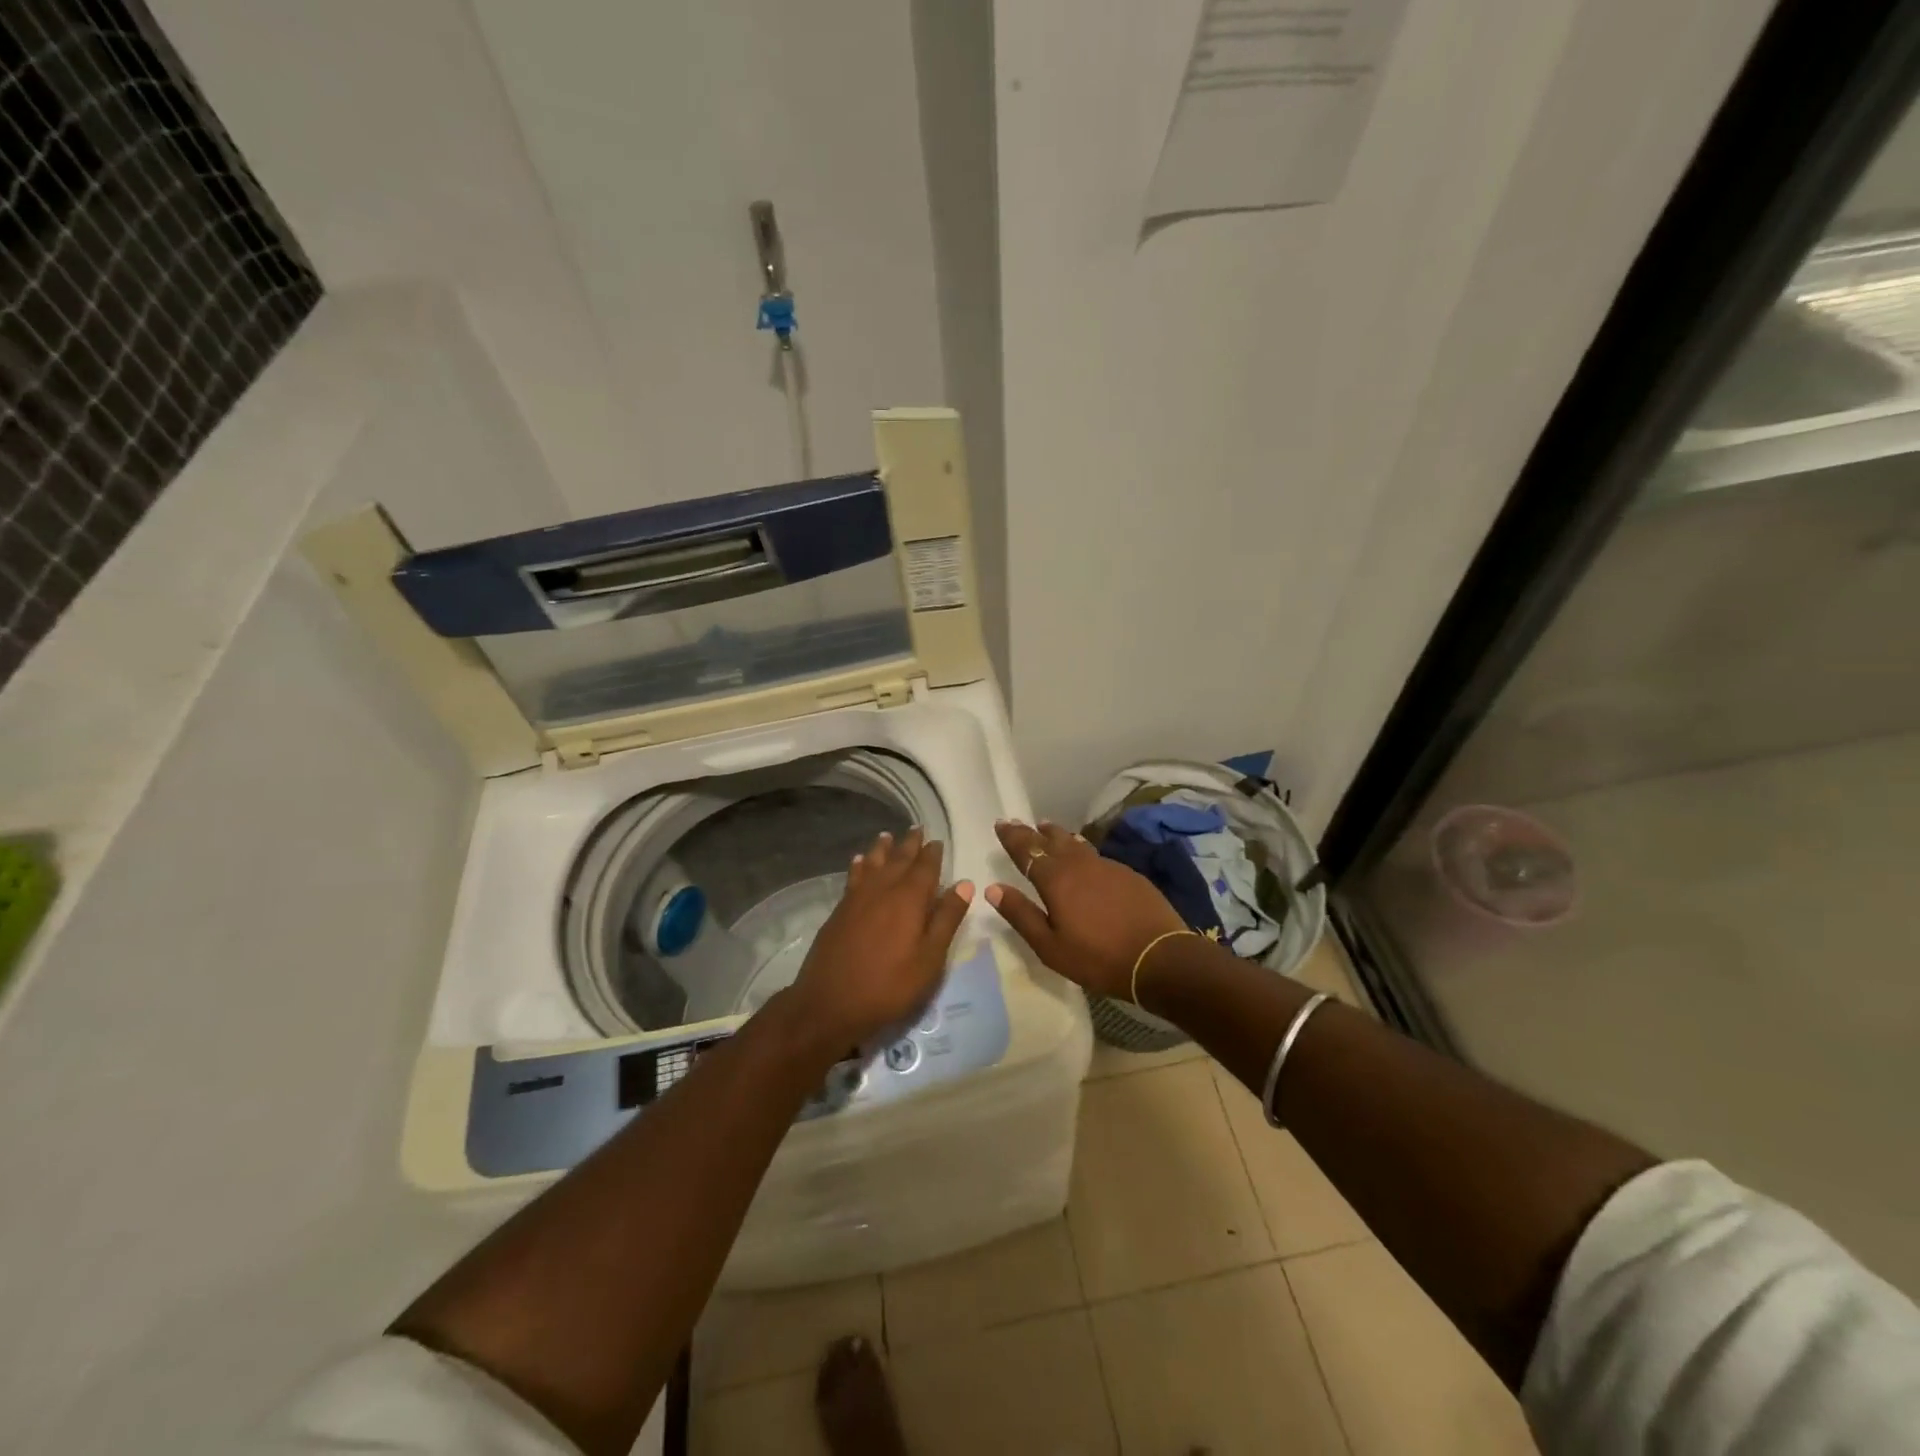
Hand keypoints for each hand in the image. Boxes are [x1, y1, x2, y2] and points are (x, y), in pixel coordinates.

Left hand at [787, 828, 972, 1050]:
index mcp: (909, 898)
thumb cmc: (889, 985)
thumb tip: (964, 884)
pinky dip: (858, 865)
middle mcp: (883, 889)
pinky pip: (853, 877)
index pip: (925, 867)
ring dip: (881, 849)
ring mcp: (857, 898)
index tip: (937, 841)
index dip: (932, 853)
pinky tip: (858, 862)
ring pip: (872, 863)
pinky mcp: (839, 910)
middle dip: (909, 844)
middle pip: (898, 859)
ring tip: (886, 836)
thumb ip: (946, 919)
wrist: (830, 1003)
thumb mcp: (930, 959)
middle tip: (916, 829)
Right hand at [986, 819, 1187, 1000]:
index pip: (1027, 850)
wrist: (1160, 958)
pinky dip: (1081, 849)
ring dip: (1058, 835)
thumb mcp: (1050, 946)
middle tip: (1019, 823)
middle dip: (1032, 832)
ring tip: (1048, 828)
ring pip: (1076, 843)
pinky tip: (1083, 855)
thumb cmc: (1098, 958)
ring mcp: (1107, 866)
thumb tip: (993, 889)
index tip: (1000, 824)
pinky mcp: (1128, 874)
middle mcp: (1079, 864)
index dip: (1012, 837)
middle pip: (1051, 840)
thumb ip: (1021, 915)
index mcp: (1055, 879)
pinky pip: (1095, 854)